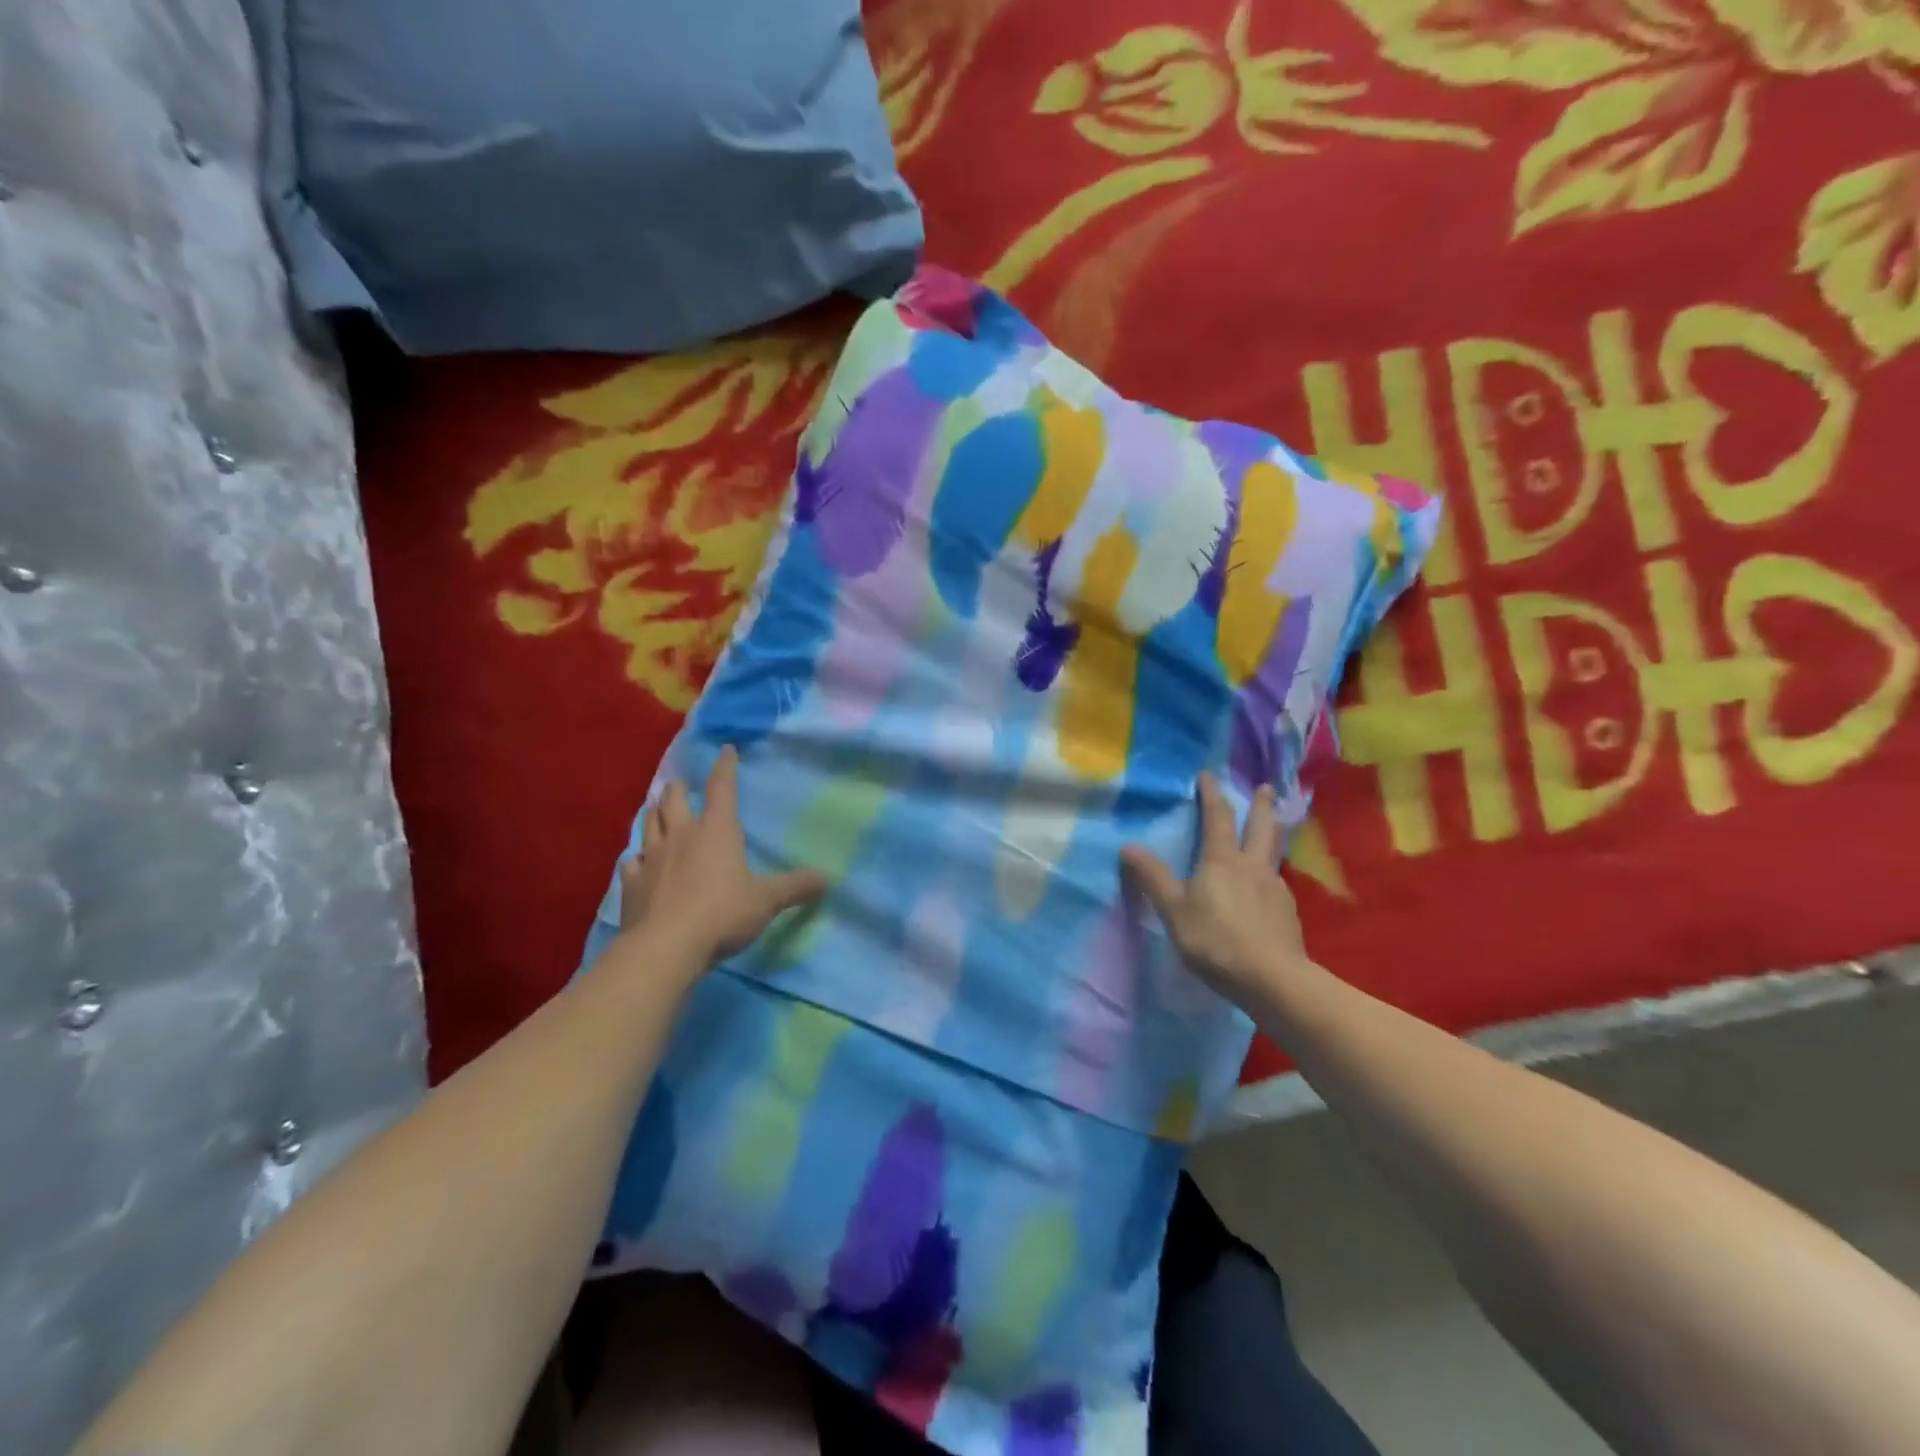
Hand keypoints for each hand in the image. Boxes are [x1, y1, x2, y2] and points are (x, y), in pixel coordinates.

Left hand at [618, 747, 827, 964]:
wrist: (665, 948)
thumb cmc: (722, 914)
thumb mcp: (767, 900)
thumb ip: (795, 887)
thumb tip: (827, 879)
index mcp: (716, 830)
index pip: (722, 788)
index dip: (725, 767)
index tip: (725, 749)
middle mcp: (681, 835)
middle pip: (674, 798)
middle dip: (679, 787)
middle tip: (682, 784)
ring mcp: (652, 858)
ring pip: (648, 823)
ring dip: (655, 814)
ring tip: (658, 811)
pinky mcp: (631, 884)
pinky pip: (631, 862)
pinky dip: (637, 858)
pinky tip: (639, 863)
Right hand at [1122, 773, 1313, 1005]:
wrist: (1272, 978)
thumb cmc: (1216, 939)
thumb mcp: (1174, 910)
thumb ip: (1153, 878)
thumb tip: (1128, 845)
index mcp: (1222, 860)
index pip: (1217, 818)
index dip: (1211, 795)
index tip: (1208, 775)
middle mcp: (1252, 866)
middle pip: (1261, 828)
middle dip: (1261, 806)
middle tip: (1267, 787)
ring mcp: (1275, 889)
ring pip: (1274, 853)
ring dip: (1273, 834)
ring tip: (1273, 828)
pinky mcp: (1287, 913)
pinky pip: (1277, 882)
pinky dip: (1271, 872)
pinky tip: (1267, 885)